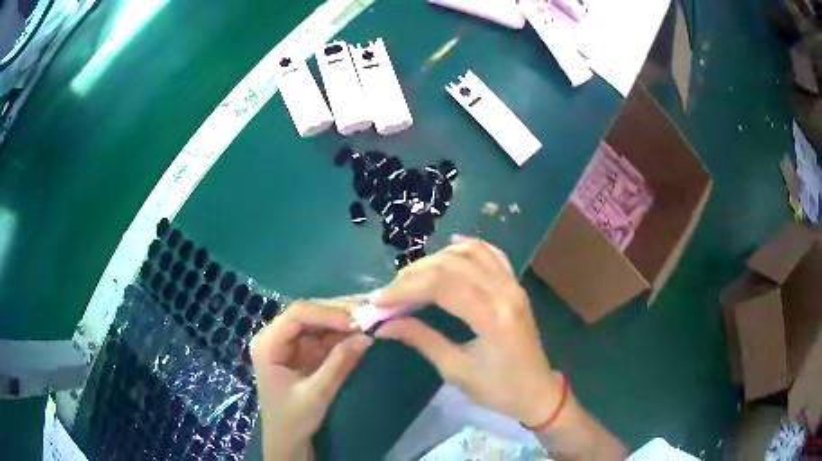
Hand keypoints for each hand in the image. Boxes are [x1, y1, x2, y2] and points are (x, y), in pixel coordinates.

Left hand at [250, 301, 372, 460]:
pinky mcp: (302, 350)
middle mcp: (275, 336)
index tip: (356, 322)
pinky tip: (359, 330)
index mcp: (267, 344)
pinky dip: (341, 332)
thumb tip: (366, 337)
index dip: (327, 313)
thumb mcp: (317, 394)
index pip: (297, 315)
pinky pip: (322, 334)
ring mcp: (289, 343)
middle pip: (307, 313)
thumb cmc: (293, 418)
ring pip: (317, 321)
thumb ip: (339, 364)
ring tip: (368, 318)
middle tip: (368, 315)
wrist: (287, 438)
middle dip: (337, 313)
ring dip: (342, 320)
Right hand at [373, 236, 561, 426]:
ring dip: (437, 258)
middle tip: (391, 292)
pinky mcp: (516, 285)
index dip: (405, 289)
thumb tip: (384, 326)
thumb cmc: (497, 388)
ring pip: (471, 252)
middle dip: (414, 274)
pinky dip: (469, 246)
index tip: (380, 301)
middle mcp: (505, 292)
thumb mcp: (455, 370)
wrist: (536, 390)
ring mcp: (513, 285)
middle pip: (452, 265)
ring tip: (413, 276)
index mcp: (492, 317)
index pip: (441, 286)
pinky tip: (451, 247)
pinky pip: (492, 254)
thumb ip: (421, 339)